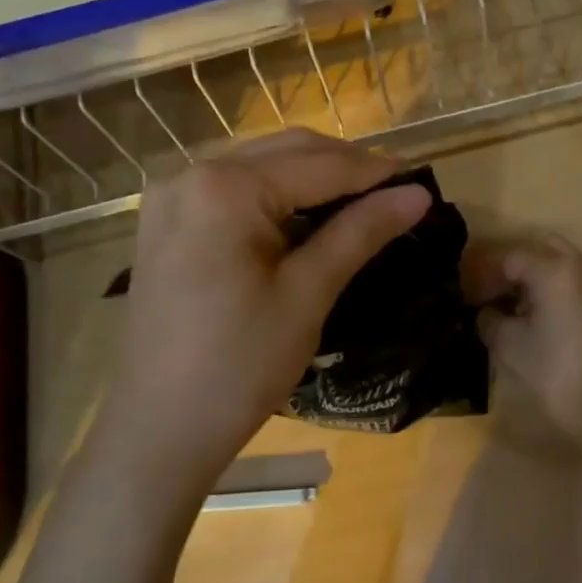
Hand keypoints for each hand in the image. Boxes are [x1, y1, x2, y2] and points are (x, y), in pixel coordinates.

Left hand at [101, 131, 430, 497]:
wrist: (160, 431)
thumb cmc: (239, 366)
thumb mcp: (308, 294)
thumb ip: (361, 232)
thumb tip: (418, 194)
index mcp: (224, 187)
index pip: (317, 165)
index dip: (374, 171)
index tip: (421, 179)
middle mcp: (190, 173)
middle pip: (286, 152)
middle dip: (344, 167)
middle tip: (397, 191)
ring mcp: (171, 196)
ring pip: (260, 166)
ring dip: (312, 177)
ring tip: (363, 202)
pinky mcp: (167, 222)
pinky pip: (234, 189)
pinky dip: (277, 195)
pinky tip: (309, 217)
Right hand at [462, 234, 581, 458]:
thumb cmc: (551, 369)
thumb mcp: (507, 342)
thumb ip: (489, 317)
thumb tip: (485, 311)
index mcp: (554, 269)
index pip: (510, 257)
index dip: (484, 274)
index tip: (468, 296)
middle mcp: (579, 265)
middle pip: (537, 247)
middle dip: (511, 265)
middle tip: (490, 290)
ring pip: (557, 260)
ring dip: (532, 273)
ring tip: (510, 303)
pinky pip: (572, 277)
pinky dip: (550, 284)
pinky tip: (533, 312)